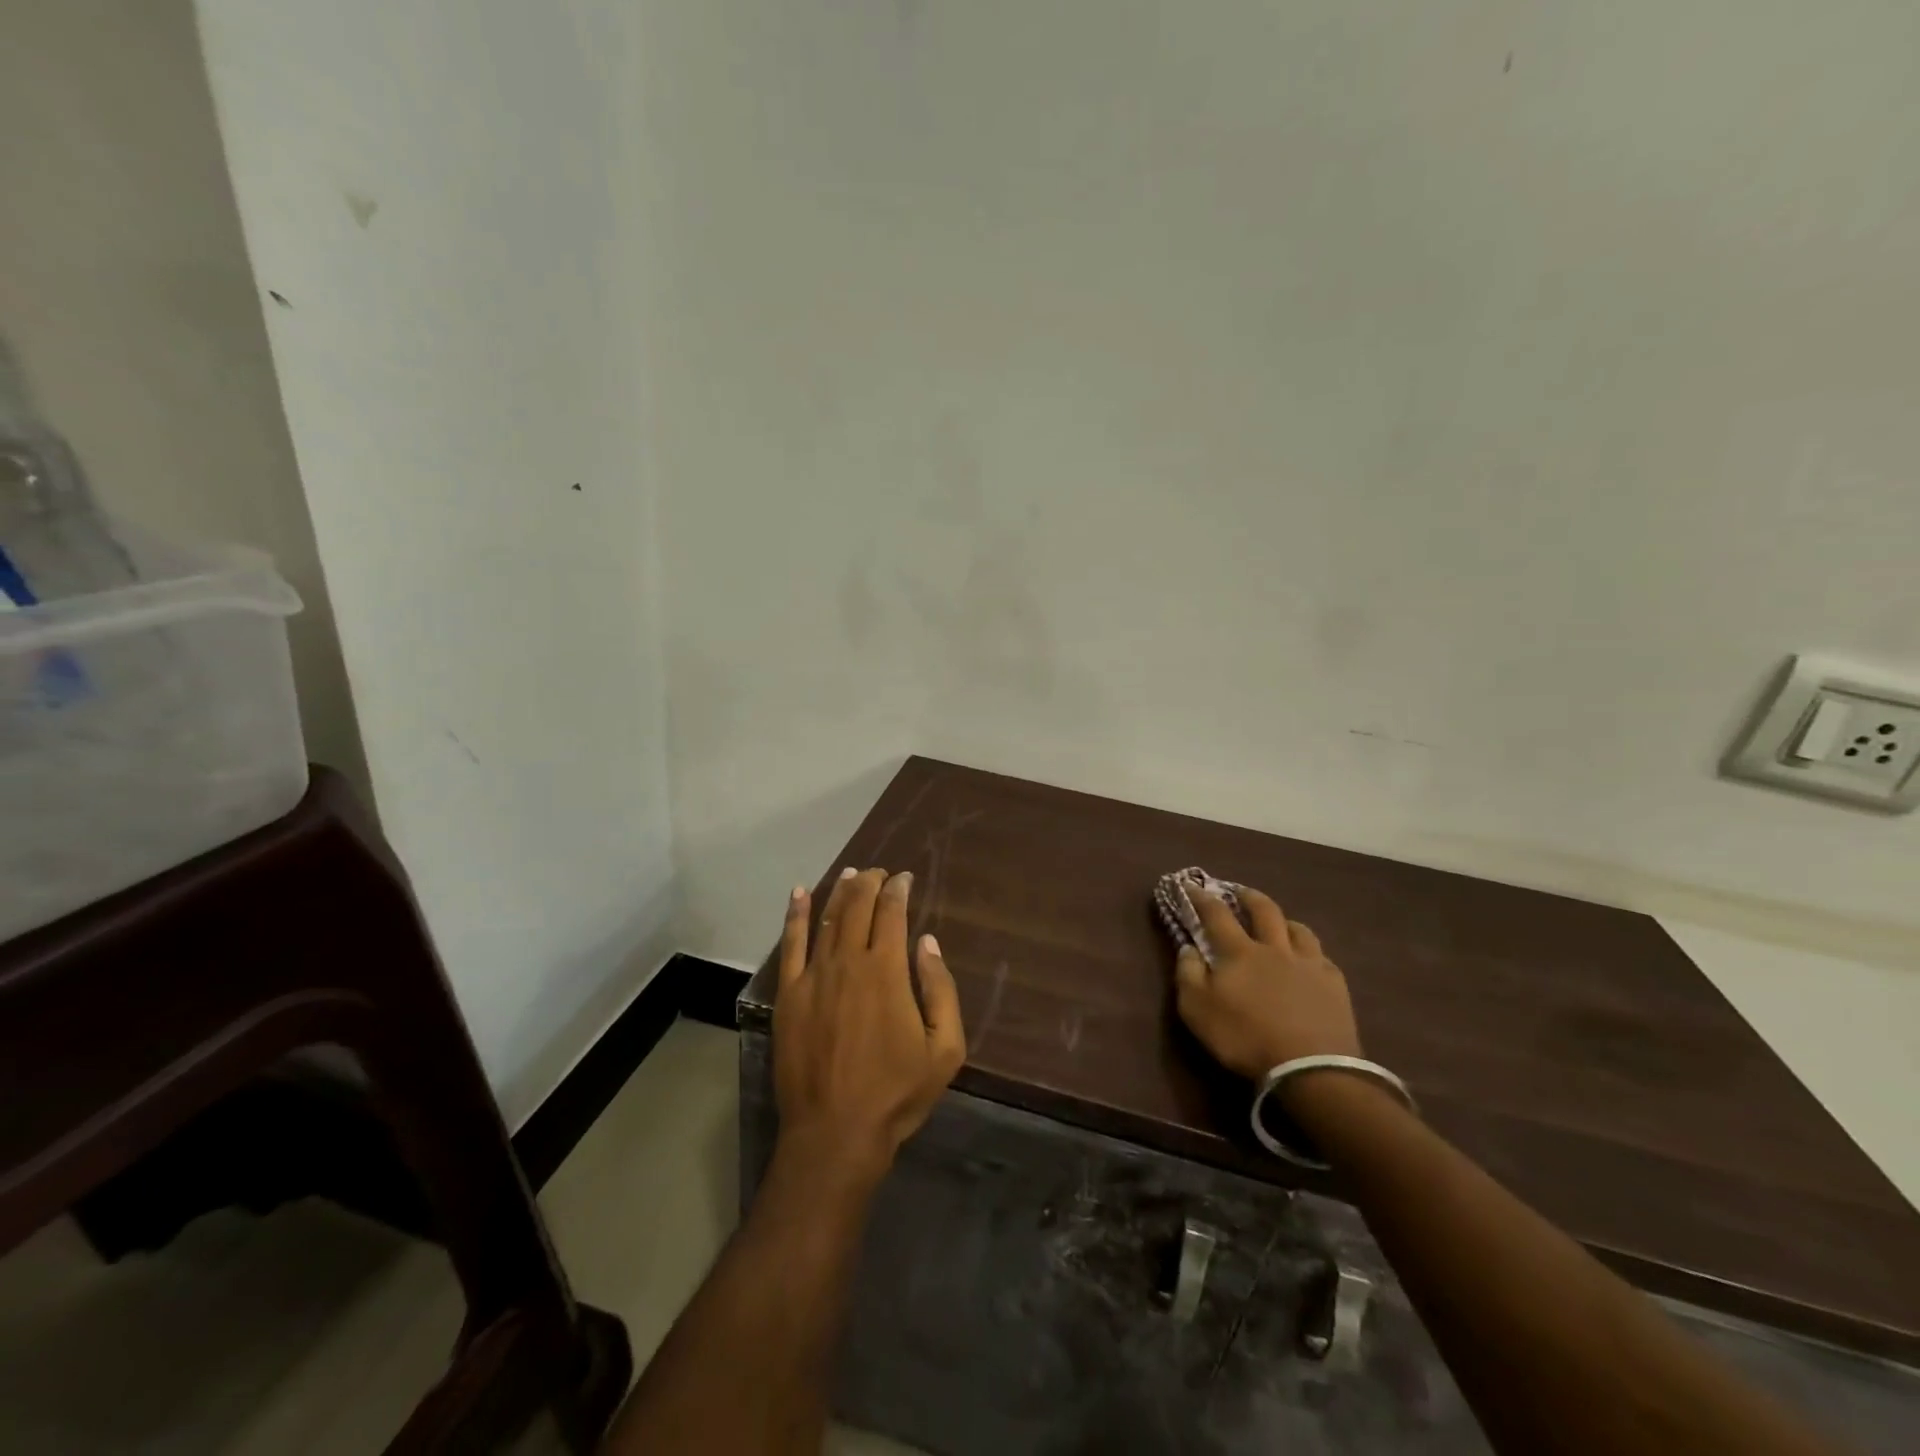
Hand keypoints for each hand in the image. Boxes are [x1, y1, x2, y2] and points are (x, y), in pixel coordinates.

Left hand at [773, 868, 965, 1176]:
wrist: (834, 1132)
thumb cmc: (896, 1092)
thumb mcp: (944, 1049)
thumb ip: (940, 990)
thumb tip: (927, 942)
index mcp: (887, 971)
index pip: (892, 914)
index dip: (898, 890)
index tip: (904, 878)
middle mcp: (848, 962)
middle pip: (857, 907)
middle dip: (869, 882)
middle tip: (879, 871)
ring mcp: (813, 977)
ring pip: (827, 919)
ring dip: (840, 892)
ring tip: (850, 874)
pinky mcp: (788, 995)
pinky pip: (790, 945)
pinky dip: (796, 915)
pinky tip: (800, 894)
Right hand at [1173, 885, 1361, 1079]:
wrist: (1310, 1068)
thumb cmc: (1245, 1038)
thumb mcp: (1197, 1010)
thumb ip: (1188, 975)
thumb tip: (1188, 948)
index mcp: (1239, 952)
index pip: (1216, 914)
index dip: (1201, 897)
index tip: (1190, 884)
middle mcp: (1274, 948)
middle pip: (1264, 910)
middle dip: (1249, 896)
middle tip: (1240, 892)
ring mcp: (1308, 964)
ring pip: (1298, 929)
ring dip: (1285, 921)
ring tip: (1280, 923)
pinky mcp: (1335, 985)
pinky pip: (1322, 957)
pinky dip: (1311, 953)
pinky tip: (1311, 961)